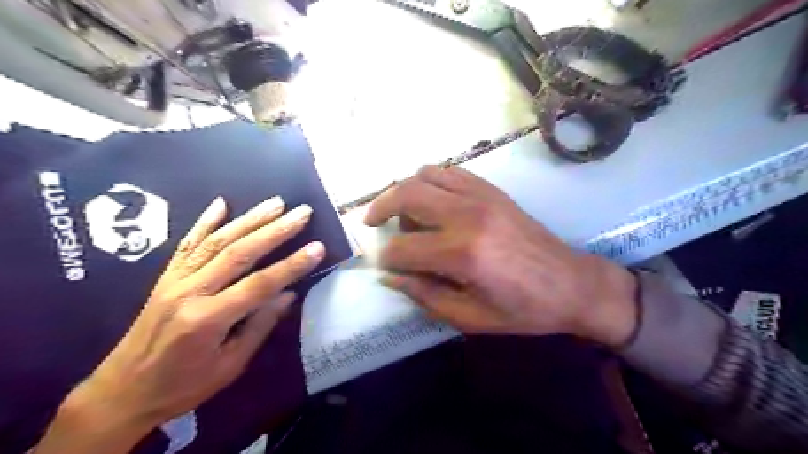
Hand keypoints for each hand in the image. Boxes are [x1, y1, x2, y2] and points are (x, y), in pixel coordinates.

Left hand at [33, 195, 323, 453]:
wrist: (122, 392)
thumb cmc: (183, 386)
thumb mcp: (230, 366)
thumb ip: (260, 326)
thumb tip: (288, 294)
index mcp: (208, 320)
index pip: (260, 285)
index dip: (292, 265)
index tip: (317, 247)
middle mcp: (190, 292)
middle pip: (239, 253)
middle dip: (275, 230)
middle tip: (302, 213)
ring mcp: (175, 280)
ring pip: (217, 241)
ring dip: (249, 219)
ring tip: (276, 203)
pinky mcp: (165, 277)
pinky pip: (187, 243)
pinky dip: (205, 221)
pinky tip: (221, 203)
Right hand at [365, 164, 636, 345]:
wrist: (572, 284)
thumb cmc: (523, 310)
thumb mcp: (470, 317)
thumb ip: (425, 295)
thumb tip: (391, 277)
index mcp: (462, 254)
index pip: (402, 248)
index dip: (387, 259)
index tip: (386, 266)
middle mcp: (467, 215)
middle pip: (406, 195)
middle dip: (379, 208)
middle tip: (372, 223)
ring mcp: (481, 196)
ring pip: (425, 175)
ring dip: (404, 191)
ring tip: (404, 213)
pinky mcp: (492, 190)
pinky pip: (450, 171)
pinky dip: (431, 180)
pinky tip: (431, 200)